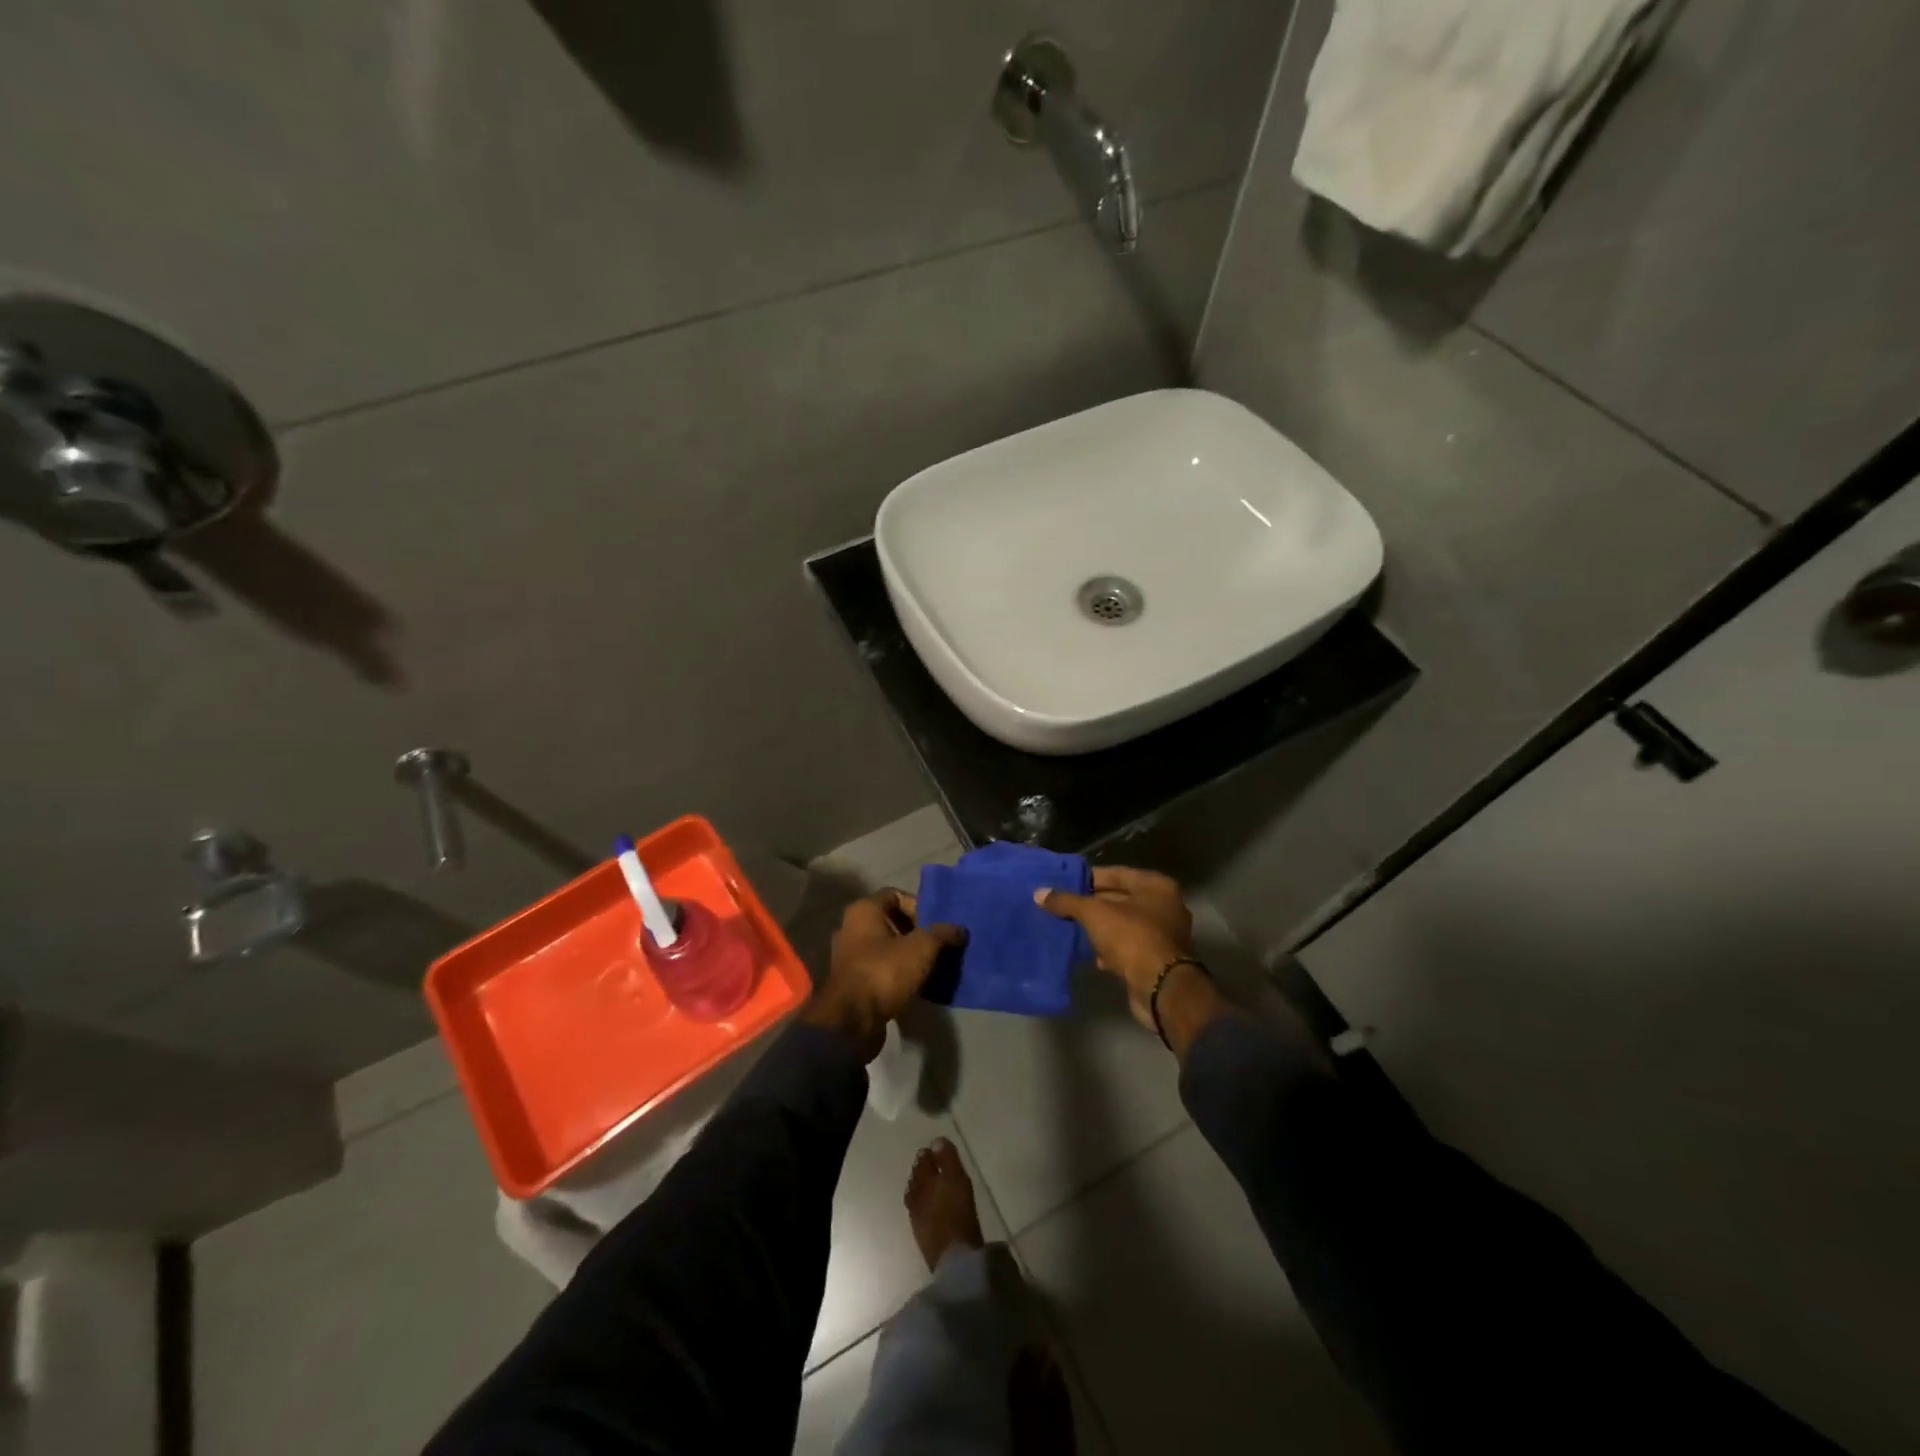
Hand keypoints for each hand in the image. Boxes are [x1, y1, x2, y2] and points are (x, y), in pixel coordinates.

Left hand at [802, 890, 964, 1060]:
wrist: (851, 1021)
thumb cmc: (884, 972)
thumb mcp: (921, 948)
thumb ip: (942, 933)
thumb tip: (959, 929)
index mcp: (864, 910)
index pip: (896, 895)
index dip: (920, 906)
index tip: (938, 925)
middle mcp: (852, 927)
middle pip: (893, 922)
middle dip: (918, 932)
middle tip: (941, 945)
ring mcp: (850, 956)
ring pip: (888, 947)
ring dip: (910, 955)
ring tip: (934, 965)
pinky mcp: (854, 982)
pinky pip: (882, 969)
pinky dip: (899, 974)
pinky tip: (919, 984)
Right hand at [1034, 866, 1196, 1032]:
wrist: (1158, 988)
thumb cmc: (1131, 938)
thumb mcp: (1094, 914)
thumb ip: (1067, 901)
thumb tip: (1039, 893)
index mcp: (1156, 886)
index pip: (1117, 873)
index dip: (1090, 877)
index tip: (1066, 883)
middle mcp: (1166, 906)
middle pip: (1121, 899)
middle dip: (1093, 903)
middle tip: (1065, 905)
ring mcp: (1164, 934)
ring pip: (1125, 924)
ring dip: (1101, 927)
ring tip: (1072, 928)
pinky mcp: (1159, 960)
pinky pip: (1129, 946)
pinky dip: (1111, 948)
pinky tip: (1092, 954)